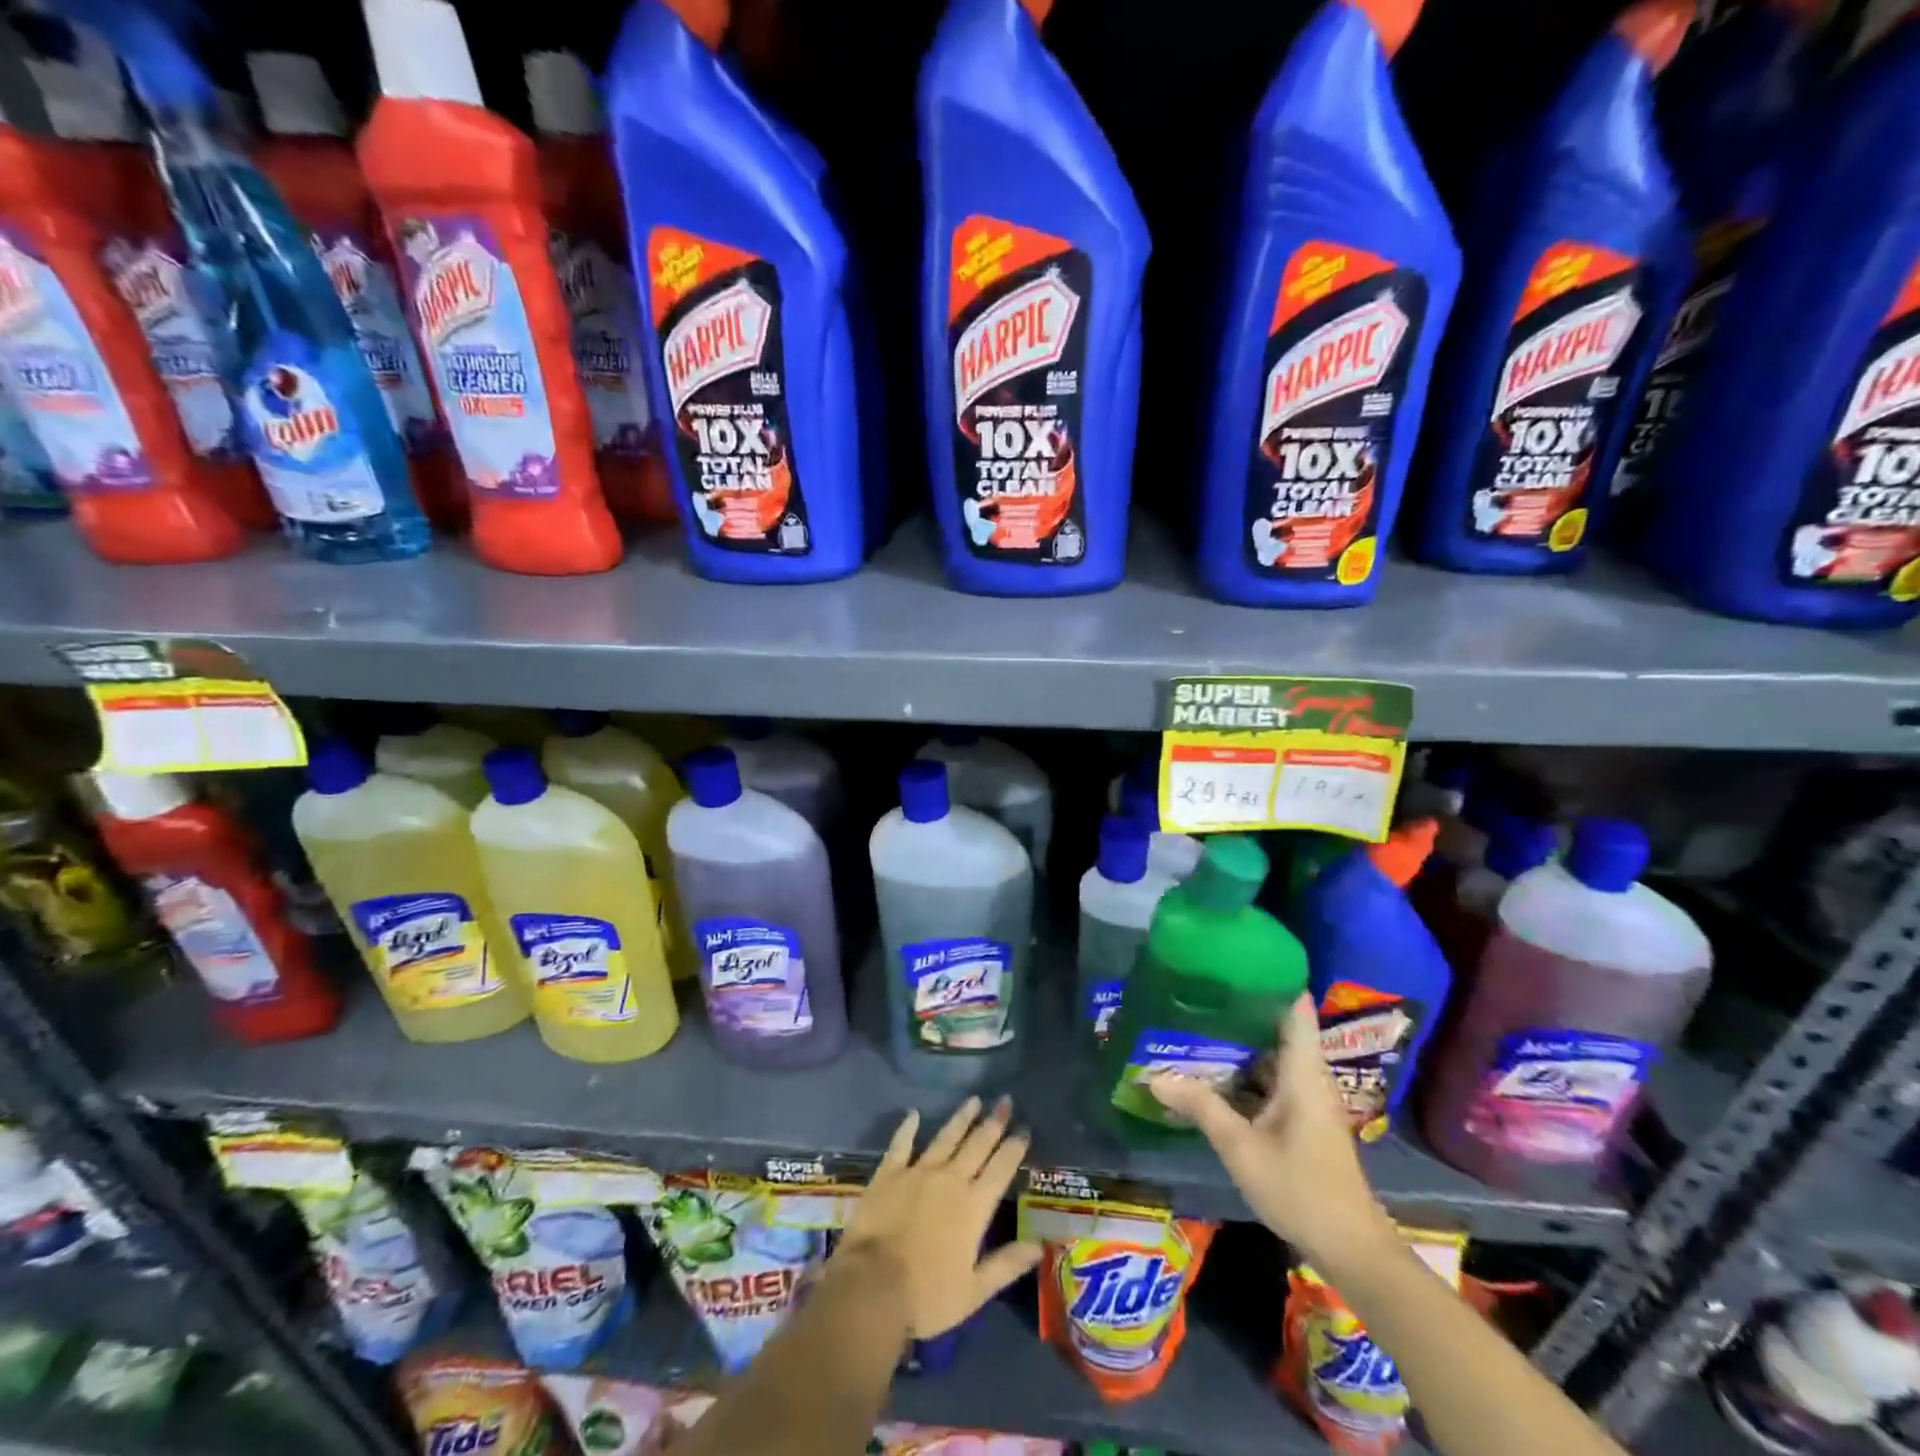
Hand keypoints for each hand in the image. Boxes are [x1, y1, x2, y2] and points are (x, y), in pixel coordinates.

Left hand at [836, 1096, 1042, 1338]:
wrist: (872, 1286)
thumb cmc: (927, 1295)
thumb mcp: (974, 1291)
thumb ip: (1006, 1265)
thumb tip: (1038, 1246)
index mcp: (974, 1206)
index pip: (1001, 1168)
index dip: (1014, 1147)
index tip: (1024, 1128)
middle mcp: (950, 1179)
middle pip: (977, 1145)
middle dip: (993, 1122)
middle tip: (1004, 1101)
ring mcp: (918, 1171)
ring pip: (946, 1137)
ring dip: (961, 1118)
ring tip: (974, 1100)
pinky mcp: (889, 1173)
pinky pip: (901, 1143)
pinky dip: (908, 1128)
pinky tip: (913, 1114)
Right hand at [1148, 994, 1393, 1265]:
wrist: (1351, 1249)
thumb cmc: (1300, 1188)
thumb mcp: (1241, 1147)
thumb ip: (1201, 1106)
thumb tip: (1154, 1075)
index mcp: (1302, 1071)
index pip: (1294, 1006)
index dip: (1270, 977)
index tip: (1232, 957)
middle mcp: (1307, 1076)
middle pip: (1277, 1026)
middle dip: (1239, 1007)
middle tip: (1197, 989)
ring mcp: (1305, 1099)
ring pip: (1270, 1055)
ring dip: (1238, 1042)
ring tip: (1194, 1021)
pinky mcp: (1300, 1119)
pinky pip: (1269, 1079)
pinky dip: (1243, 1071)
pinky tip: (1210, 1072)